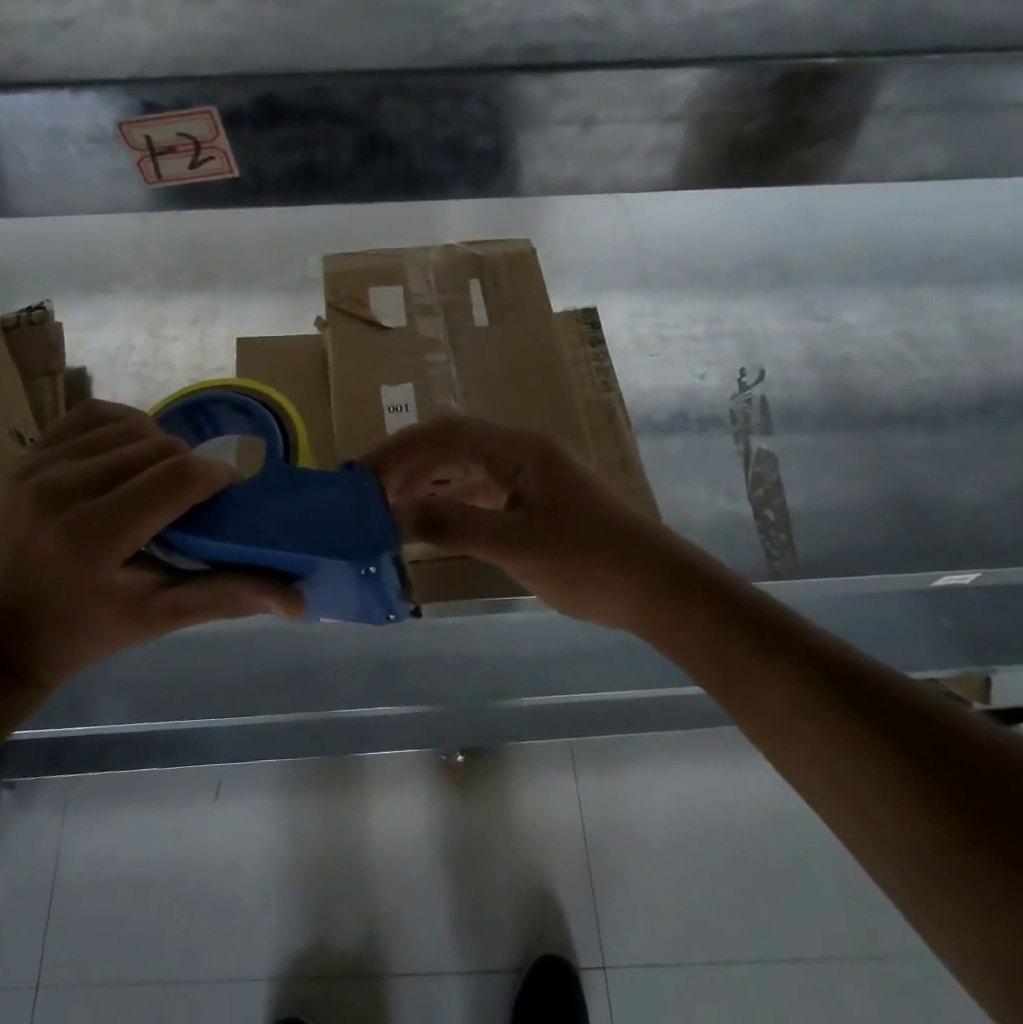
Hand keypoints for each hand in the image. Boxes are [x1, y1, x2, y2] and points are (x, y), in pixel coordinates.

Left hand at [0, 400, 301, 689]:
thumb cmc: (86, 631)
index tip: (228, 493)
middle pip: (160, 447)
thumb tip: (298, 600)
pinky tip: (131, 454)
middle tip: (194, 500)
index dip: (218, 477)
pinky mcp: (28, 456)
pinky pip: (91, 414)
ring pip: (131, 426)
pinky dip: (124, 426)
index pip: (177, 478)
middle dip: (191, 466)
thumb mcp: (158, 618)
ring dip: (160, 447)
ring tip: (163, 480)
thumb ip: (227, 595)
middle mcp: (62, 490)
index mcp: (93, 537)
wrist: (1, 634)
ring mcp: (38, 467)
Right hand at [367, 415, 693, 631]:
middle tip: (367, 494)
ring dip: (428, 486)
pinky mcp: (538, 505)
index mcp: (520, 450)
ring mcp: (532, 479)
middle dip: (408, 465)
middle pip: (453, 446)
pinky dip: (453, 507)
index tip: (363, 477)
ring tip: (388, 509)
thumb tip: (396, 513)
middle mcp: (523, 454)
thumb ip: (454, 525)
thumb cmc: (590, 562)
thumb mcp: (516, 545)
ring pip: (467, 471)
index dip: (400, 451)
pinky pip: (483, 496)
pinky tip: (431, 527)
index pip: (446, 434)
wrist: (659, 589)